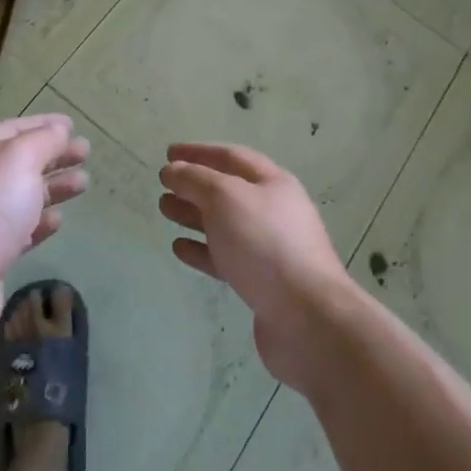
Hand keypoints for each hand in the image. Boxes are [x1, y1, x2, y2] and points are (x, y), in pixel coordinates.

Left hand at [0, 113, 89, 340]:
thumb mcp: (20, 159)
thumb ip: (44, 140)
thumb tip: (59, 130)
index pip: (12, 130)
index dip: (43, 124)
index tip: (73, 125)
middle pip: (19, 163)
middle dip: (53, 155)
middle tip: (85, 154)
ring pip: (23, 196)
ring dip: (54, 187)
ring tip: (83, 184)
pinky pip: (21, 230)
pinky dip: (41, 221)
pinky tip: (59, 220)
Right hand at [159, 143, 358, 390]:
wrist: (307, 318)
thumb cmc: (264, 244)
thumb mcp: (225, 197)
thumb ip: (195, 179)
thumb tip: (173, 170)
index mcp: (272, 183)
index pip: (230, 157)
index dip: (198, 152)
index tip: (168, 153)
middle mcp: (273, 211)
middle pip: (227, 191)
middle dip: (194, 185)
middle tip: (163, 185)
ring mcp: (269, 249)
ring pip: (224, 224)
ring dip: (193, 215)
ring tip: (165, 210)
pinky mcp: (261, 283)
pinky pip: (225, 258)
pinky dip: (201, 250)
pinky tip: (179, 248)